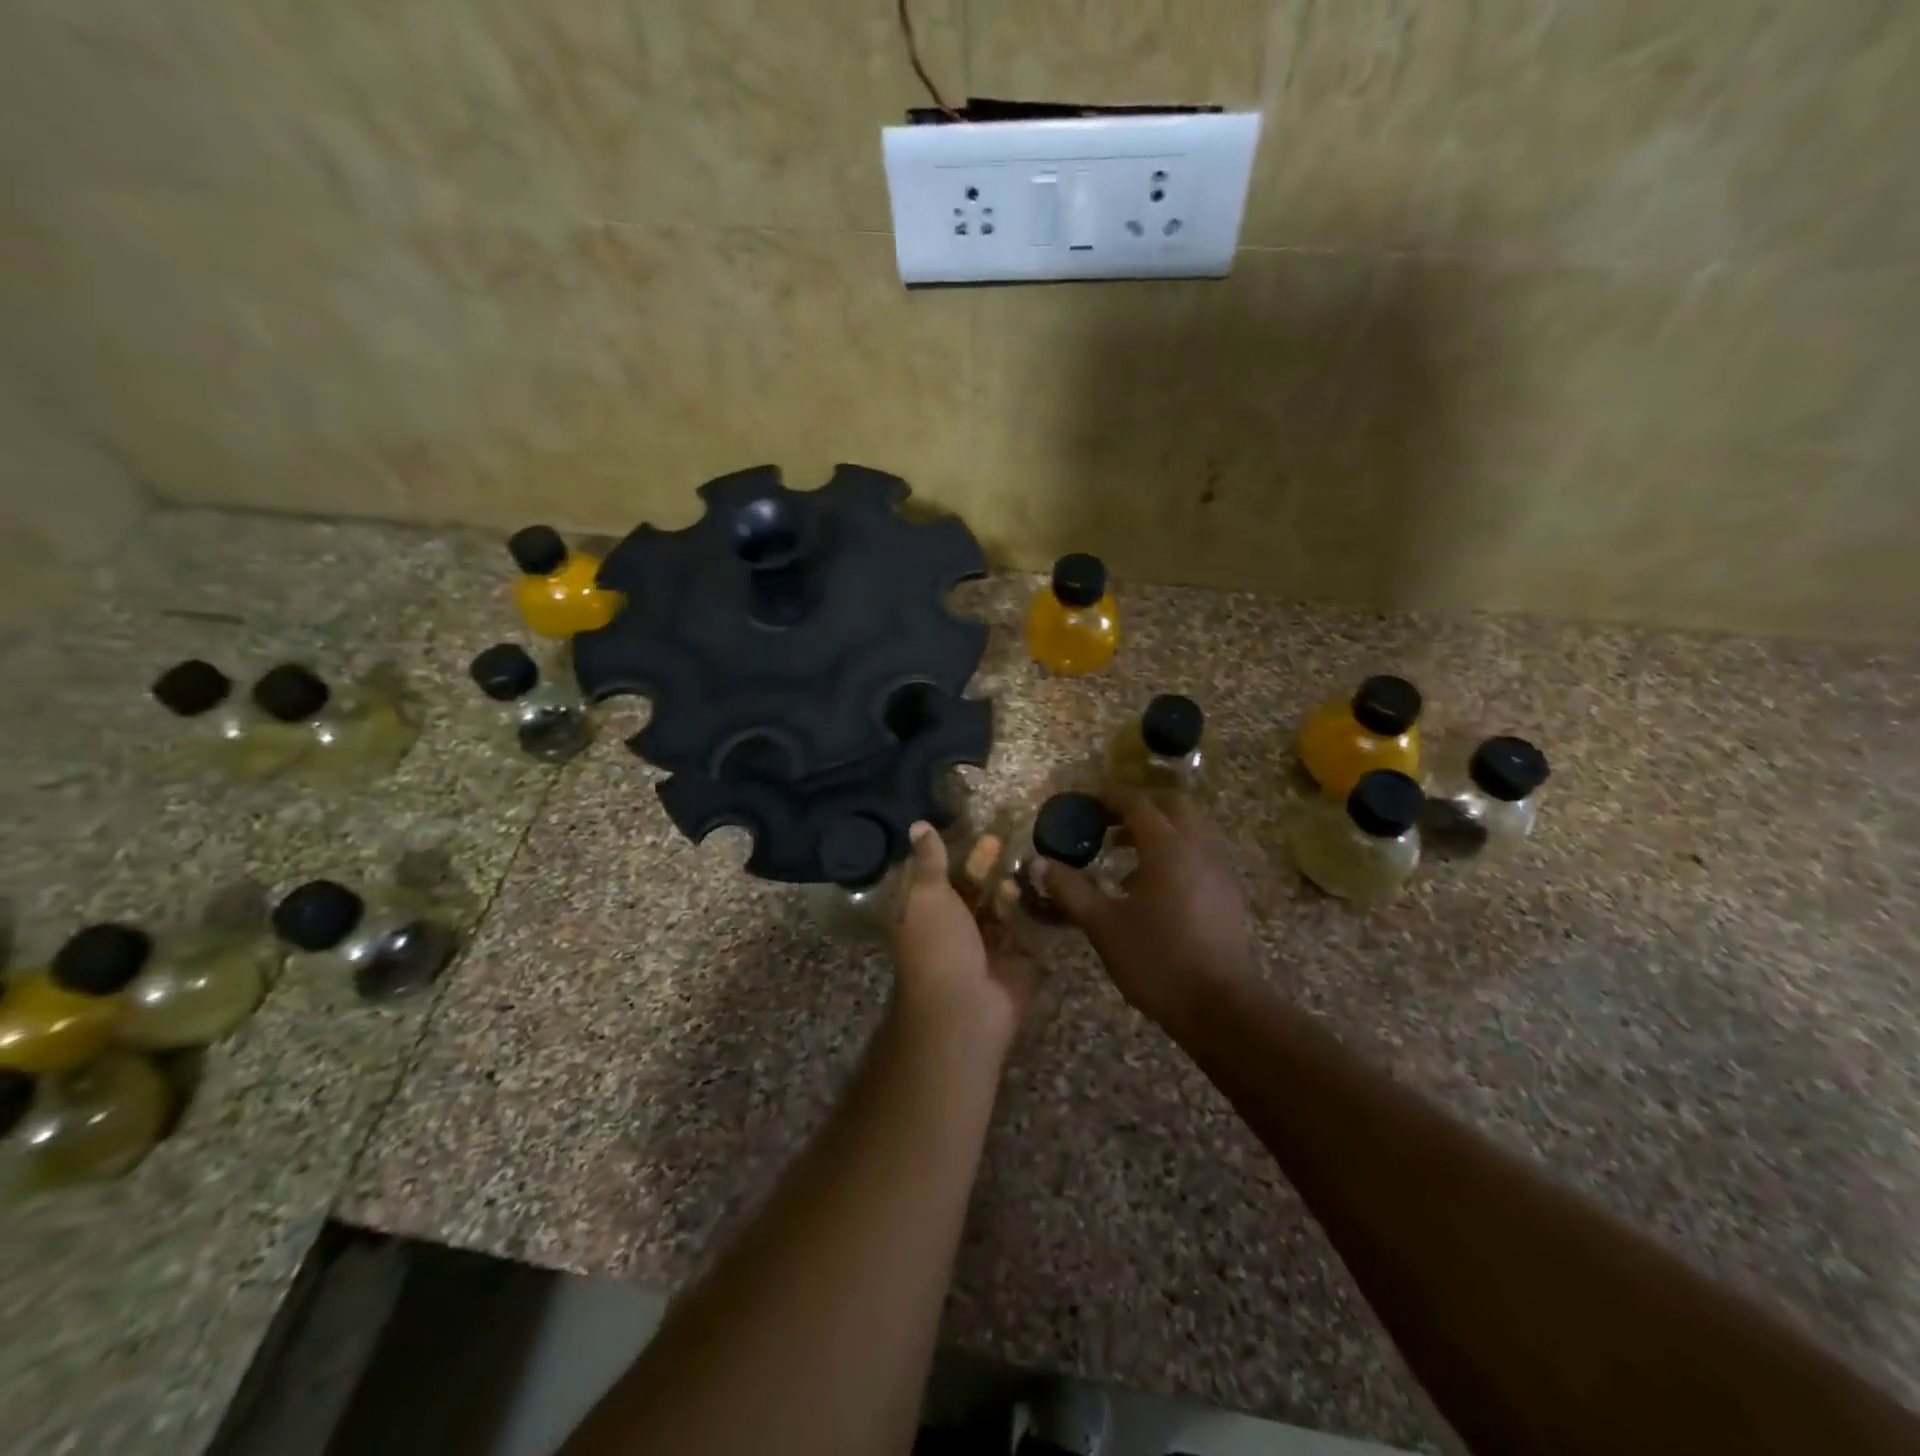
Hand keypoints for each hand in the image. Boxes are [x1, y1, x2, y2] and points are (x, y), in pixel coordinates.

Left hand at [889, 823, 1033, 1051]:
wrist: (964, 1008)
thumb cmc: (938, 945)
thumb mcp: (928, 894)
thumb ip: (930, 860)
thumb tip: (917, 824)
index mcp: (924, 914)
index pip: (937, 877)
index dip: (952, 854)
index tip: (971, 830)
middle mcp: (952, 929)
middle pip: (969, 891)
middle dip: (984, 866)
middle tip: (1003, 839)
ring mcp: (983, 948)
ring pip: (996, 910)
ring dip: (1008, 887)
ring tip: (1025, 860)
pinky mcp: (1013, 962)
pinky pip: (1022, 931)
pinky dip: (1029, 912)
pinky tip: (1040, 888)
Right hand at [1035, 790, 1257, 1033]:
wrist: (1220, 1006)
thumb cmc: (1157, 959)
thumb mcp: (1103, 924)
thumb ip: (1070, 889)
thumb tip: (1037, 863)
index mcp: (1168, 846)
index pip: (1137, 804)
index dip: (1109, 797)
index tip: (1084, 801)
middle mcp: (1199, 847)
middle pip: (1172, 805)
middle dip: (1139, 805)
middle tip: (1107, 820)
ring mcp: (1219, 870)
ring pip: (1190, 829)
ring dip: (1158, 829)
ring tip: (1122, 854)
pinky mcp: (1228, 893)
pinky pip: (1199, 853)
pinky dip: (1174, 851)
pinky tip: (1150, 886)